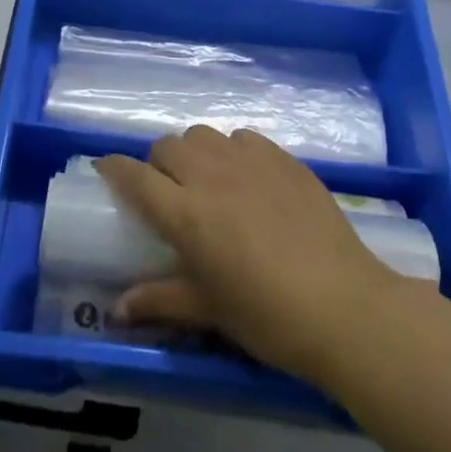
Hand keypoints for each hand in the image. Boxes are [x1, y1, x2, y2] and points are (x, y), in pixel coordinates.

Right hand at [96, 127, 399, 385]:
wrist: (345, 306)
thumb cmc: (268, 316)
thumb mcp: (209, 311)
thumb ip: (160, 300)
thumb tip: (117, 310)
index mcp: (186, 214)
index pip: (135, 177)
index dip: (114, 169)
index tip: (106, 170)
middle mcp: (212, 176)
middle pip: (167, 146)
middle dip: (157, 163)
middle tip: (168, 191)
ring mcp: (251, 162)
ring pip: (204, 135)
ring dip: (195, 153)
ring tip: (208, 181)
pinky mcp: (284, 158)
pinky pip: (244, 137)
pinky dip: (234, 151)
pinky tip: (247, 178)